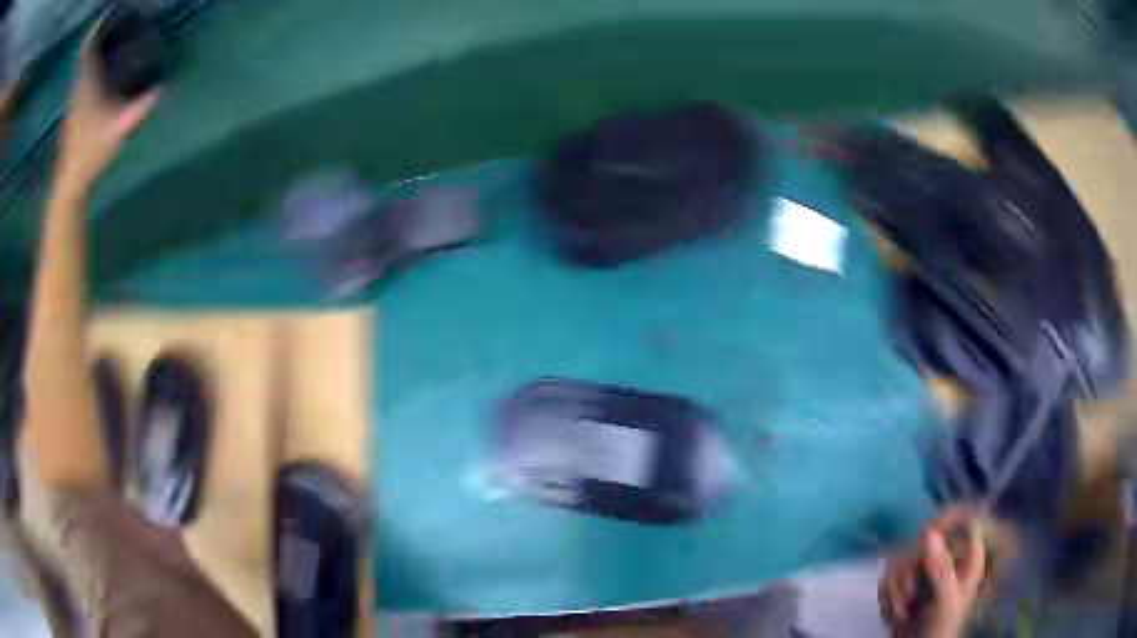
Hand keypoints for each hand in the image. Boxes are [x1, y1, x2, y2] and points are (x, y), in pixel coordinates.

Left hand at [56, 28, 158, 193]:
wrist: (70, 186)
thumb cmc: (92, 155)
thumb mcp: (121, 130)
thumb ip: (142, 108)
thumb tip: (166, 89)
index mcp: (87, 84)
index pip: (89, 48)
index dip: (98, 28)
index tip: (109, 12)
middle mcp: (78, 89)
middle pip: (87, 55)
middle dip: (100, 37)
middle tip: (116, 25)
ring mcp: (73, 104)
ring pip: (83, 69)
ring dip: (94, 54)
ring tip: (109, 43)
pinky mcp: (72, 115)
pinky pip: (81, 82)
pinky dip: (89, 71)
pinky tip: (98, 73)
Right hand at [879, 507, 986, 637]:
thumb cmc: (940, 626)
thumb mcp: (945, 599)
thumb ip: (941, 568)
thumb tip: (928, 531)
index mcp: (968, 554)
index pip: (962, 518)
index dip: (945, 520)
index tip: (925, 535)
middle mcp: (947, 555)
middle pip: (924, 539)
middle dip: (909, 572)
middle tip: (909, 597)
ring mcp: (925, 569)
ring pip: (901, 558)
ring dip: (896, 590)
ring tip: (902, 613)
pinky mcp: (905, 582)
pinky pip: (887, 576)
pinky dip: (887, 597)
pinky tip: (895, 614)